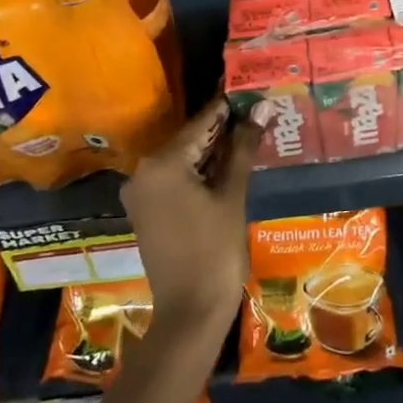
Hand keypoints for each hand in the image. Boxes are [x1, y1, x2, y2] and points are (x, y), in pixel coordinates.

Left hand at [121, 96, 259, 335]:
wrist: (190, 313)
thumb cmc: (215, 251)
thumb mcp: (232, 196)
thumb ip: (243, 148)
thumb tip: (262, 108)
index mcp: (162, 163)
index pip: (201, 123)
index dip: (229, 107)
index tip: (252, 89)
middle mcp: (142, 171)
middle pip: (189, 139)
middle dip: (223, 129)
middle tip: (257, 112)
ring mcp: (140, 193)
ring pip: (182, 159)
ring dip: (212, 150)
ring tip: (249, 134)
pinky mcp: (145, 210)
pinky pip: (174, 178)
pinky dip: (198, 172)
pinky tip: (227, 166)